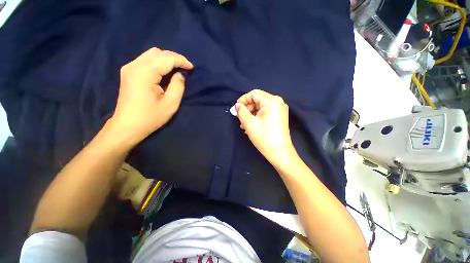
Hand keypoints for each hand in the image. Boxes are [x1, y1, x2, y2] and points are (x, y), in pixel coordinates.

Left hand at [108, 48, 193, 144]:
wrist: (127, 126)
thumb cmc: (150, 117)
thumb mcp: (170, 104)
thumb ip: (177, 86)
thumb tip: (180, 74)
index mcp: (144, 74)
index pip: (166, 58)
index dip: (181, 60)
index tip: (191, 67)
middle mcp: (134, 66)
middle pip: (157, 52)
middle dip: (174, 57)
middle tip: (185, 67)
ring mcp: (129, 68)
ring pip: (151, 54)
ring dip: (166, 59)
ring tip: (177, 69)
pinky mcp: (128, 72)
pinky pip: (146, 60)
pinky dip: (158, 62)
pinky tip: (165, 71)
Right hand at [236, 89, 294, 164]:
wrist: (280, 153)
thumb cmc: (264, 137)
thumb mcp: (249, 123)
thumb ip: (241, 111)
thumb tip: (237, 105)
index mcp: (272, 101)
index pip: (254, 94)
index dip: (243, 99)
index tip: (236, 108)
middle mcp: (278, 102)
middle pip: (257, 100)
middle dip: (247, 108)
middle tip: (239, 118)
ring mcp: (280, 110)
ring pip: (260, 107)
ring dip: (251, 114)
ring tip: (243, 124)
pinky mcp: (279, 117)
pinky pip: (265, 112)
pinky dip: (257, 117)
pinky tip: (251, 125)